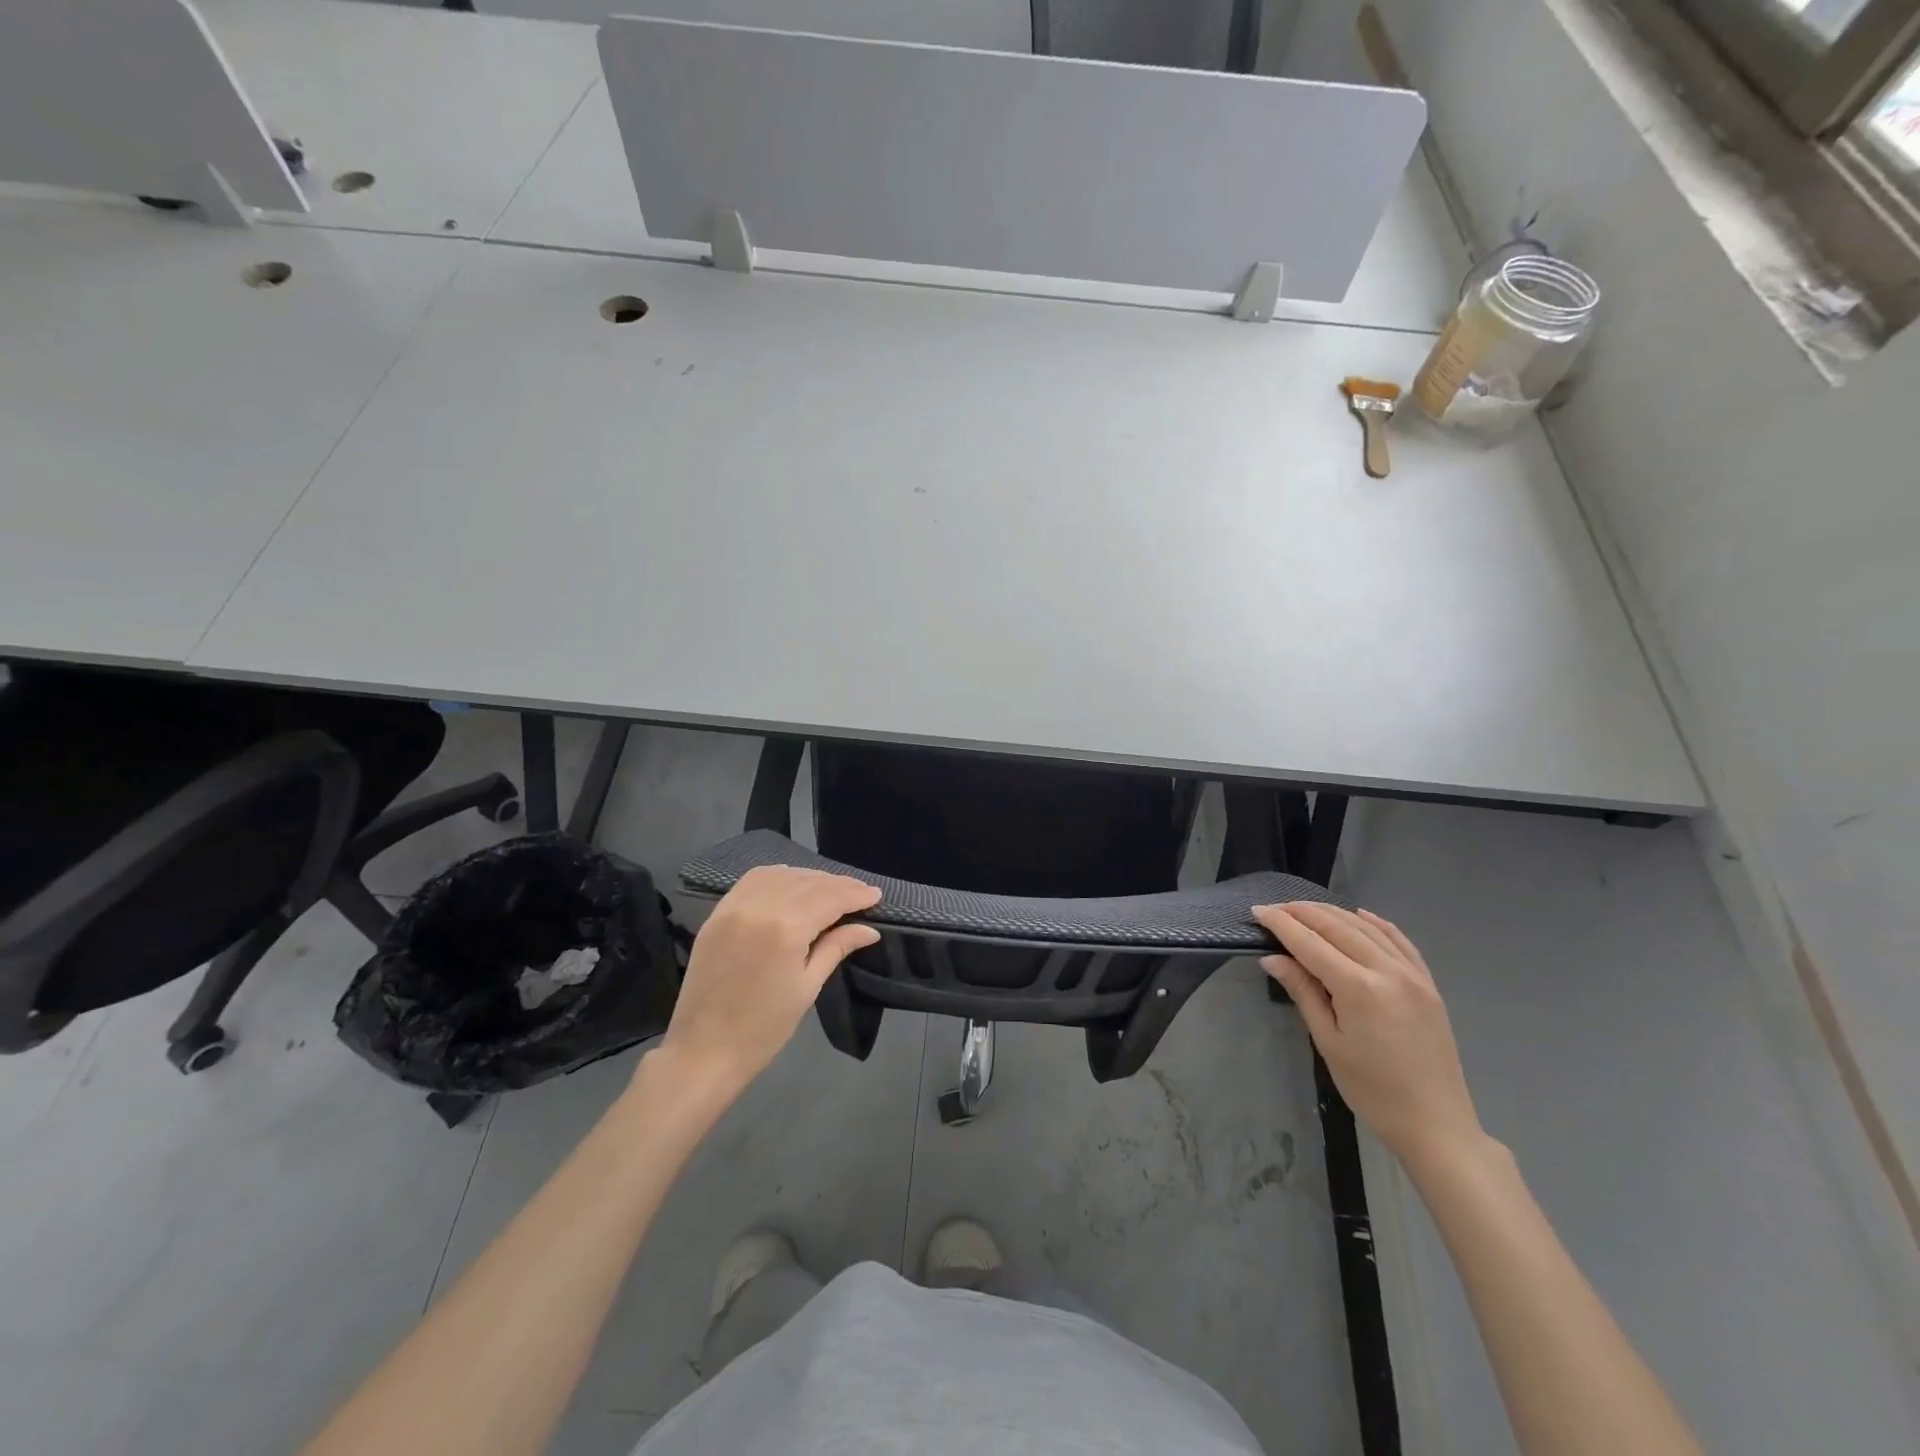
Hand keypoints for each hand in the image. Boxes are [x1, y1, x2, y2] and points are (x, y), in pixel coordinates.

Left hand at [656, 866, 881, 1102]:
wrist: (703, 1051)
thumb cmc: (764, 1028)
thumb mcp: (807, 986)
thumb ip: (836, 948)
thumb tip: (868, 929)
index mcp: (786, 928)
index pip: (829, 898)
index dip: (855, 894)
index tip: (876, 895)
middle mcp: (759, 906)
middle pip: (807, 882)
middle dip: (837, 884)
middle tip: (860, 892)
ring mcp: (734, 906)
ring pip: (780, 875)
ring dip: (809, 877)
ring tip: (830, 888)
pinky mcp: (717, 913)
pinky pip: (752, 880)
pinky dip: (777, 877)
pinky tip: (791, 884)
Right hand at [1253, 901, 1482, 1167]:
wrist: (1436, 1125)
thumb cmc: (1372, 1091)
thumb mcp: (1328, 1042)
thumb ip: (1303, 992)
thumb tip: (1273, 958)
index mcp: (1359, 989)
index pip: (1310, 943)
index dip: (1281, 924)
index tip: (1258, 910)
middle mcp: (1387, 971)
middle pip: (1338, 927)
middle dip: (1303, 913)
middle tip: (1274, 908)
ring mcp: (1413, 975)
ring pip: (1367, 928)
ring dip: (1333, 913)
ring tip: (1305, 909)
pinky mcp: (1428, 984)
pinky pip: (1400, 941)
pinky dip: (1376, 923)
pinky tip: (1360, 915)